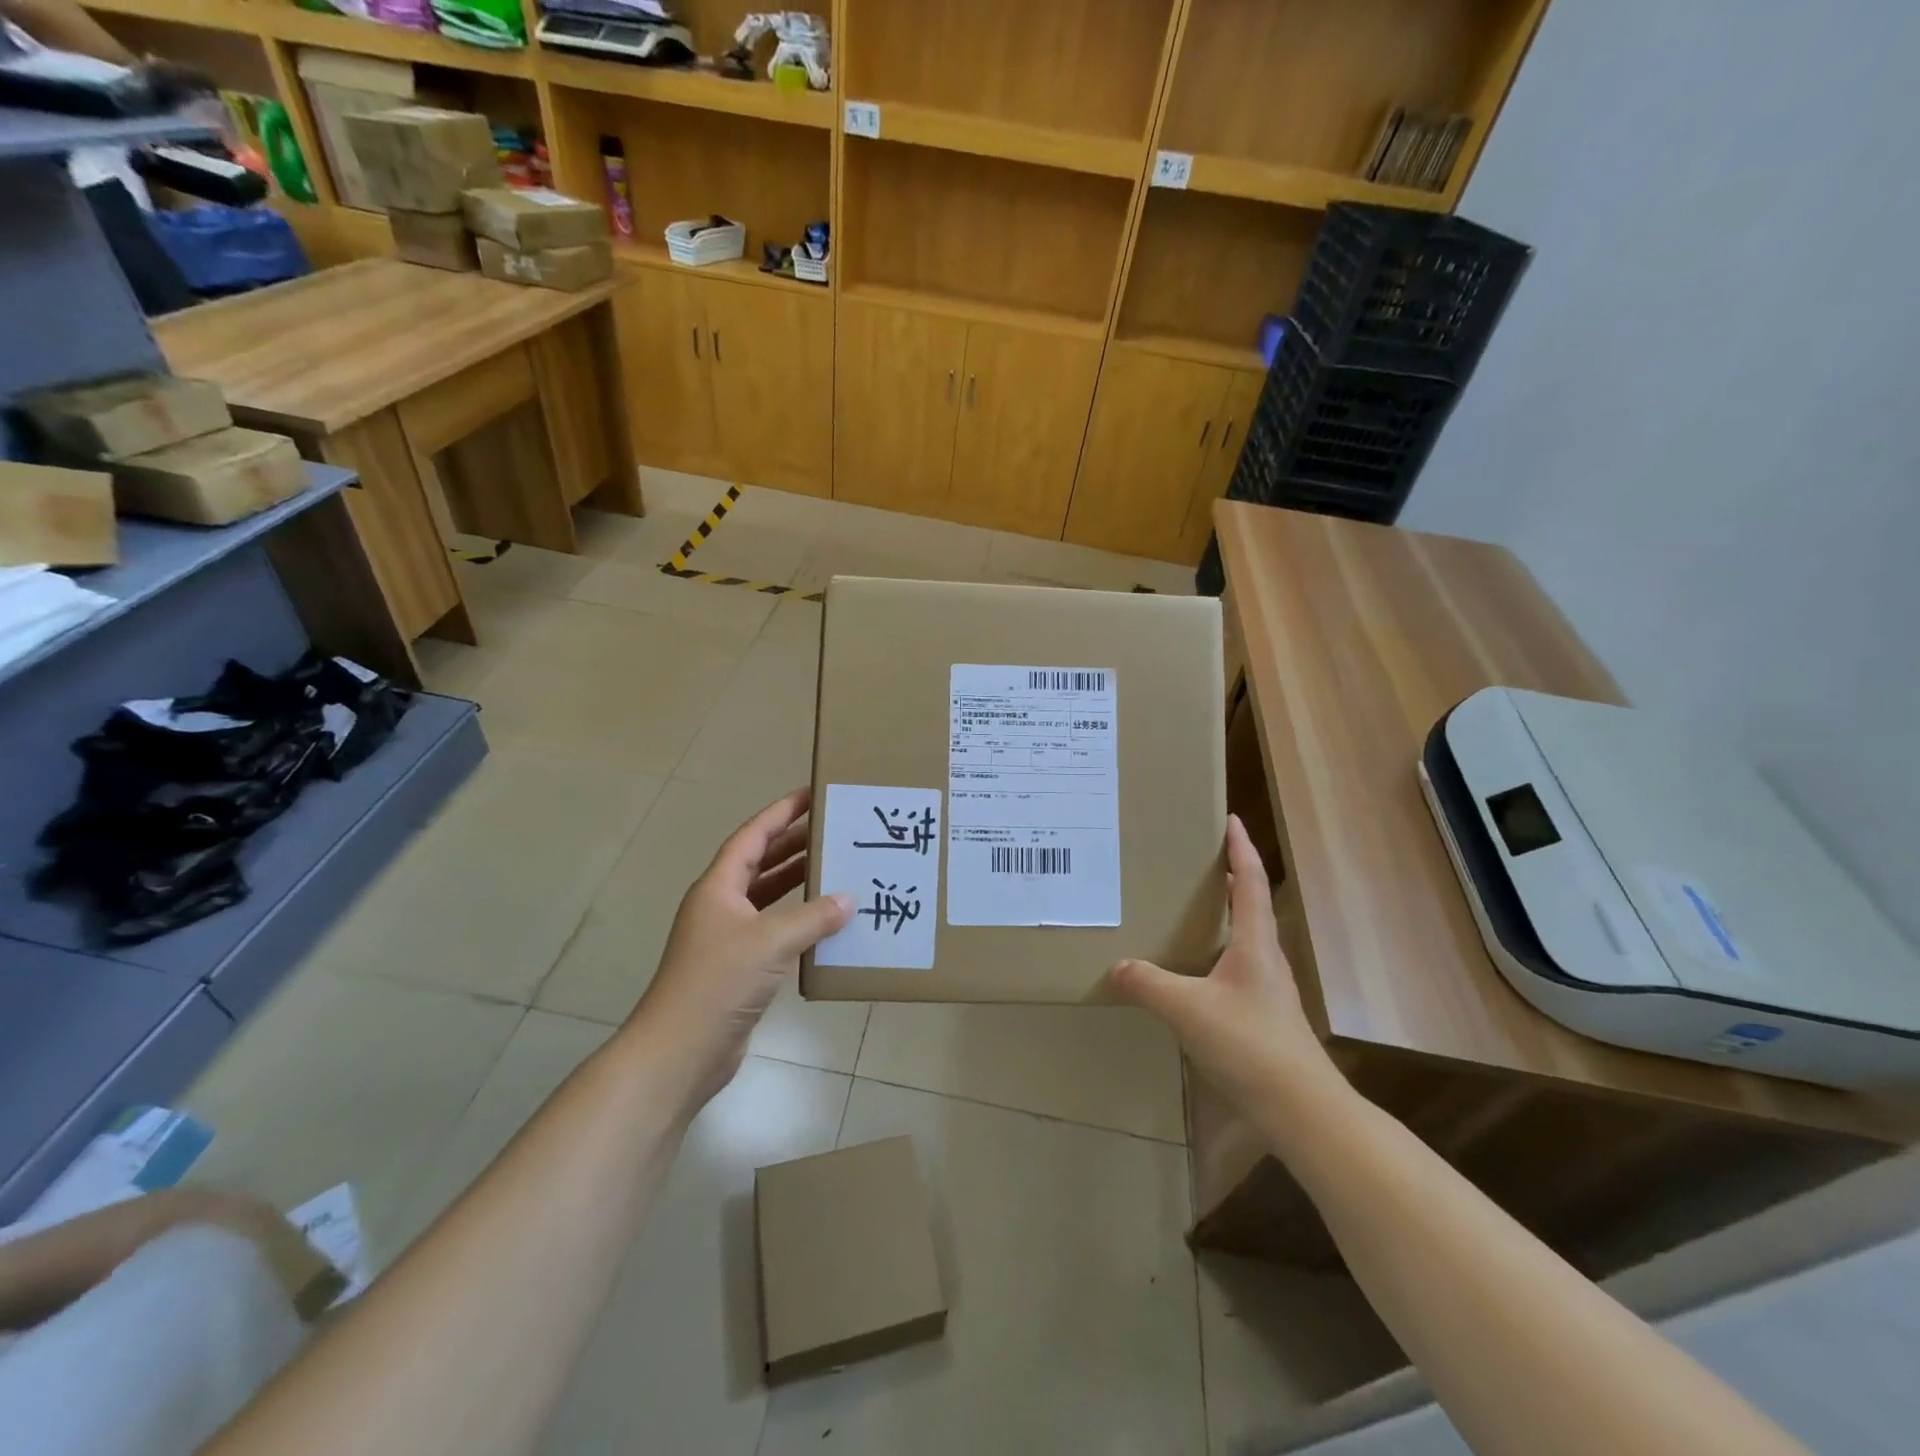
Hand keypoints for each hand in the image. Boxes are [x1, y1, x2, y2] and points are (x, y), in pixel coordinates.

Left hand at [634, 788, 851, 1101]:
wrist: (680, 1051)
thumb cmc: (718, 983)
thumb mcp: (770, 942)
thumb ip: (812, 917)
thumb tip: (848, 900)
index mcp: (718, 888)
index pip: (752, 837)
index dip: (780, 813)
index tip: (810, 795)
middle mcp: (721, 906)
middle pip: (760, 862)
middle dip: (793, 844)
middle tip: (833, 830)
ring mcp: (728, 937)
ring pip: (767, 897)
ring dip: (797, 882)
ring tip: (835, 867)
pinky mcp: (739, 967)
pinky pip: (774, 929)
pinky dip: (798, 920)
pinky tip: (825, 922)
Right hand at [1109, 815, 1336, 1109]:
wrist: (1302, 1109)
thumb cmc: (1250, 1045)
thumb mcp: (1189, 1009)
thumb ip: (1150, 984)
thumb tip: (1118, 966)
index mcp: (1255, 944)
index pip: (1249, 882)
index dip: (1241, 849)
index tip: (1231, 819)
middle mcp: (1266, 959)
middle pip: (1250, 906)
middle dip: (1228, 878)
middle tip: (1196, 861)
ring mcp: (1268, 990)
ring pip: (1244, 939)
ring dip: (1223, 917)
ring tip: (1187, 910)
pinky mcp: (1262, 1017)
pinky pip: (1235, 969)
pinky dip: (1215, 954)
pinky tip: (1192, 973)